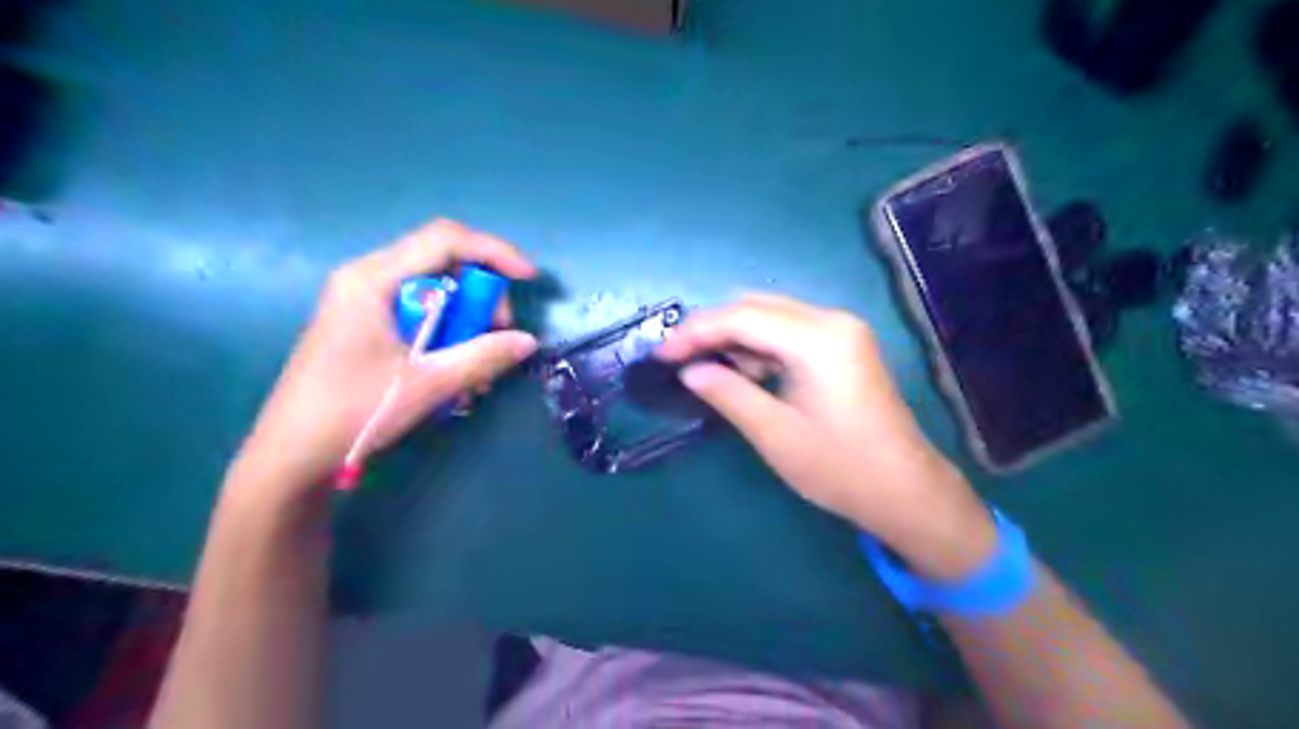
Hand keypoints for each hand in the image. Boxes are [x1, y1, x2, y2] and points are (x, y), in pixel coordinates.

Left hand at [228, 215, 537, 499]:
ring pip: (435, 291)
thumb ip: (482, 357)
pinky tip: (454, 371)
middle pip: (443, 262)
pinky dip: (447, 335)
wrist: (291, 457)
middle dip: (481, 295)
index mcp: (372, 279)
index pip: (445, 240)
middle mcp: (366, 279)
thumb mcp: (427, 384)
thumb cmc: (353, 413)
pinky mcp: (366, 325)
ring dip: (467, 321)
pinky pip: (421, 313)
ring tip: (478, 365)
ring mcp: (364, 302)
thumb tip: (528, 341)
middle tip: (498, 336)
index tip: (528, 279)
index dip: (494, 252)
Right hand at [663, 294, 996, 578]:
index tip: (661, 353)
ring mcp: (842, 330)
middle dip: (712, 328)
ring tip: (703, 366)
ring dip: (735, 336)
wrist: (906, 491)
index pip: (742, 317)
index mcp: (818, 339)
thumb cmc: (841, 468)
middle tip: (677, 357)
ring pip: (772, 316)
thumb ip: (728, 393)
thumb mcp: (775, 434)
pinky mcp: (845, 345)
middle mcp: (832, 320)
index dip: (696, 331)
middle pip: (756, 306)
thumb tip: (689, 370)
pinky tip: (742, 370)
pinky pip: (790, 331)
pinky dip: (759, 345)